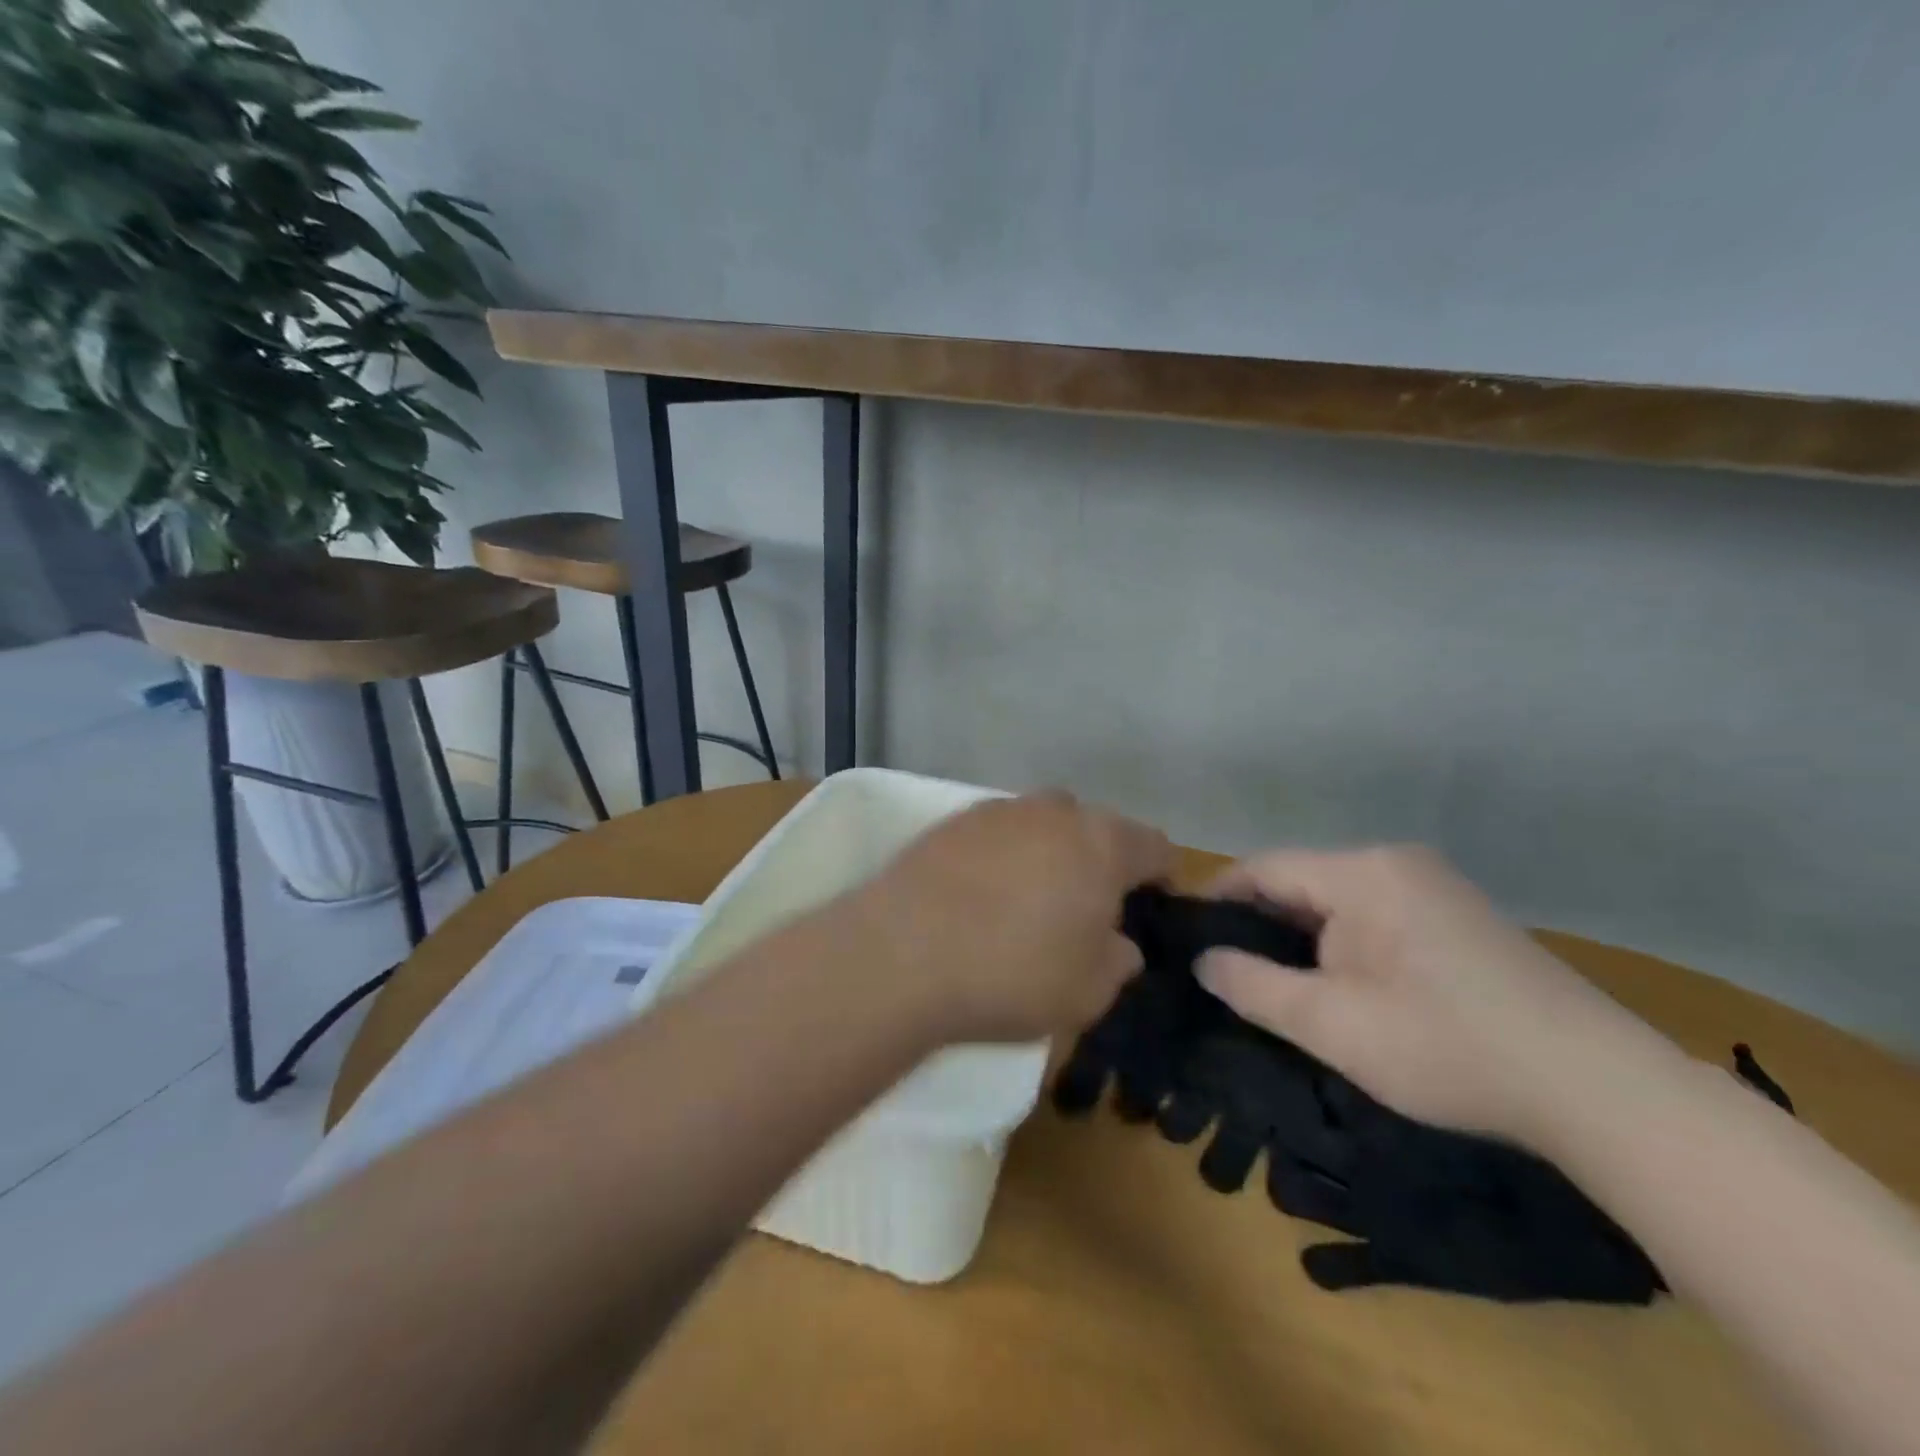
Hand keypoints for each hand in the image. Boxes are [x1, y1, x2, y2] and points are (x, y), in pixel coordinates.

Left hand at [853, 791, 1172, 1044]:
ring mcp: (999, 810)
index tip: (1155, 905)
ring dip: (1048, 854)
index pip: (1155, 846)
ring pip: (1043, 825)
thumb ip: (1118, 960)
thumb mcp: (1089, 990)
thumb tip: (1119, 941)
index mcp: (1102, 842)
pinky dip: (1002, 857)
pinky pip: (997, 834)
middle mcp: (1054, 811)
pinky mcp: (952, 820)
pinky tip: (982, 895)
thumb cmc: (1013, 973)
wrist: (902, 953)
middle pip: (1095, 828)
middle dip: (1100, 861)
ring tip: (1029, 901)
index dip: (1162, 876)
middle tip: (1087, 908)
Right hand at [1194, 846, 1660, 1143]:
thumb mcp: (1332, 1024)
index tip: (1184, 936)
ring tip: (1272, 983)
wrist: (1600, 1091)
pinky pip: (1374, 916)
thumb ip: (1254, 986)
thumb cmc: (1447, 1047)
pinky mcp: (1459, 917)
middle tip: (1224, 971)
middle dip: (1259, 924)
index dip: (1217, 899)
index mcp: (1362, 872)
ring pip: (1337, 902)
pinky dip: (1342, 944)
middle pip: (1300, 882)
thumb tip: (1203, 960)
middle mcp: (1396, 863)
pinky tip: (1339, 985)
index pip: (1263, 868)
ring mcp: (1434, 888)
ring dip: (1301, 938)